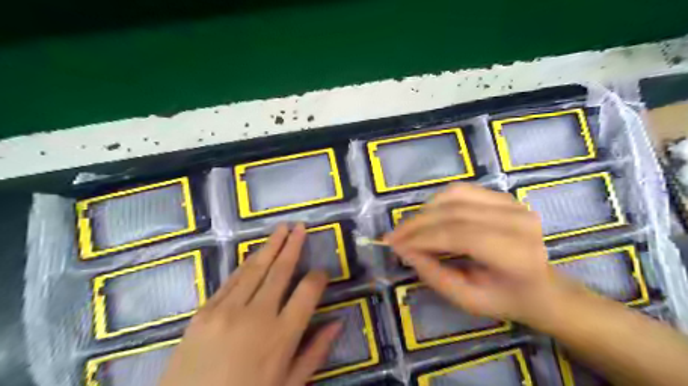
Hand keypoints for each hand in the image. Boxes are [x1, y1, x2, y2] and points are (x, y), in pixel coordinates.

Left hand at [161, 223, 342, 385]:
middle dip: (294, 245)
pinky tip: (256, 253)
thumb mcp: (289, 385)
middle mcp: (257, 316)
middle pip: (281, 271)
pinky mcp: (204, 311)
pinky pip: (231, 280)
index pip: (308, 292)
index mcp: (282, 336)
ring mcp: (227, 310)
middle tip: (301, 227)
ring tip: (282, 228)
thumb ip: (315, 352)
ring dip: (271, 246)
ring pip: (256, 269)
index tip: (322, 272)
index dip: (318, 277)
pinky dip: (246, 263)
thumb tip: (338, 323)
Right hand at [385, 182, 567, 323]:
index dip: (423, 238)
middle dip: (417, 224)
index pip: (461, 236)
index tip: (395, 245)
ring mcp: (513, 204)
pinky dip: (438, 201)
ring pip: (455, 196)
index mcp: (517, 255)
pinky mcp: (504, 197)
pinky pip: (462, 190)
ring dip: (425, 211)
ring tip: (409, 228)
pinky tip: (428, 216)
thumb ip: (435, 275)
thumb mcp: (468, 299)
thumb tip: (404, 250)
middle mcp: (519, 222)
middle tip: (394, 236)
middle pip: (455, 213)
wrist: (542, 286)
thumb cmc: (506, 299)